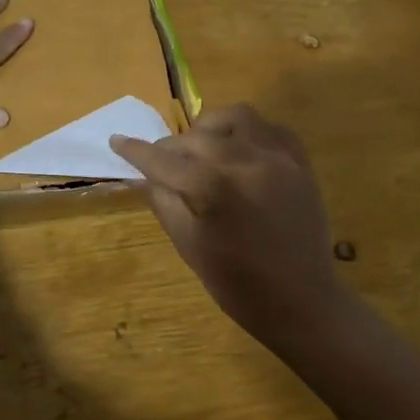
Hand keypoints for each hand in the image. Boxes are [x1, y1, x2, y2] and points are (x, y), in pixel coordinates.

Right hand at [111, 104, 346, 343]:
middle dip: (173, 146)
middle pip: (197, 137)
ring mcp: (278, 158)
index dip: (136, 151)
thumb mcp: (189, 246)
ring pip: (237, 118)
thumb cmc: (238, 284)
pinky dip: (248, 131)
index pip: (164, 160)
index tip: (117, 141)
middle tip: (162, 162)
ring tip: (202, 148)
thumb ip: (163, 202)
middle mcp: (246, 161)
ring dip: (211, 128)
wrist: (302, 302)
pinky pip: (270, 128)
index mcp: (214, 187)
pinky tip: (238, 150)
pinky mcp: (300, 162)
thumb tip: (141, 174)